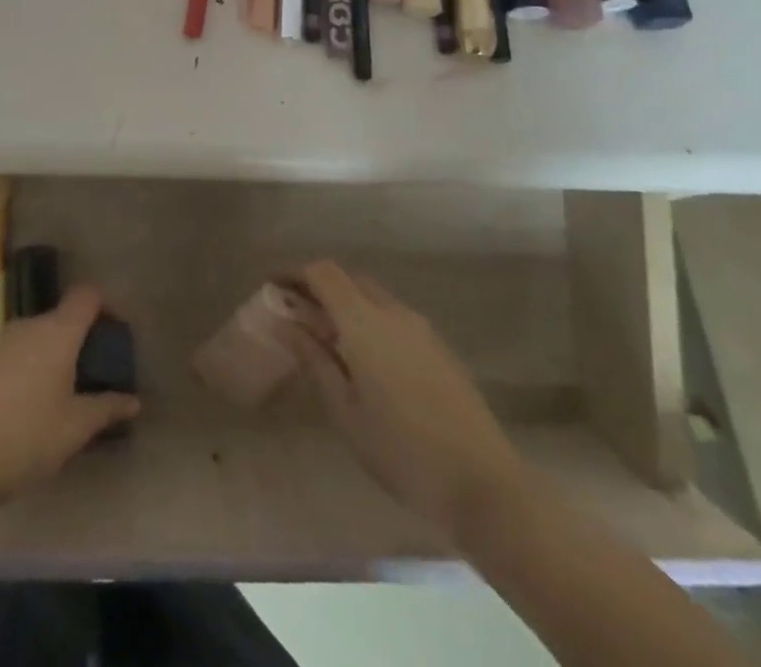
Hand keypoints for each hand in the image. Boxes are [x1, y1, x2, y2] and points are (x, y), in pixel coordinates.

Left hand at [0, 286, 139, 510]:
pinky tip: (45, 401)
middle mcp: (32, 326)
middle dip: (87, 337)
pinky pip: (27, 350)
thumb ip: (107, 408)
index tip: (120, 334)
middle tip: (103, 371)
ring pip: (45, 334)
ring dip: (63, 352)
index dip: (108, 305)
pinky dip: (42, 363)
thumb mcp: (76, 427)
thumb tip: (132, 400)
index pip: (87, 295)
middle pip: (66, 315)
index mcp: (58, 331)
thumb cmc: (28, 436)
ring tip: (76, 391)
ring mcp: (7, 342)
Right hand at [291, 261, 528, 544]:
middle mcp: (394, 313)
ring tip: (329, 341)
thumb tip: (286, 323)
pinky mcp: (441, 351)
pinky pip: (395, 319)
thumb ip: (314, 359)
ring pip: (375, 298)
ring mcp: (423, 330)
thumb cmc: (402, 451)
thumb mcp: (345, 410)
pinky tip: (367, 361)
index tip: (273, 289)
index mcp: (365, 321)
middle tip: (298, 316)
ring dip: (347, 306)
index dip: (295, 273)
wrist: (487, 488)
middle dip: (320, 288)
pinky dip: (371, 323)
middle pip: (349, 279)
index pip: (322, 272)